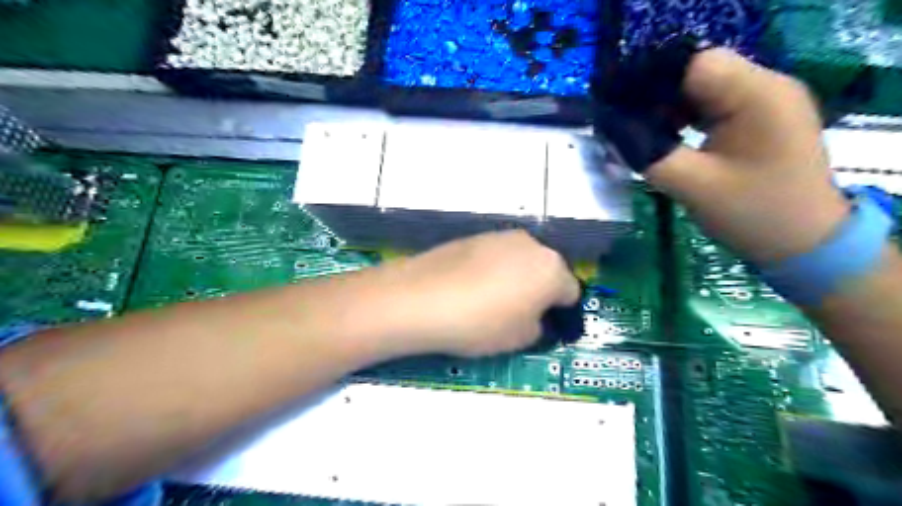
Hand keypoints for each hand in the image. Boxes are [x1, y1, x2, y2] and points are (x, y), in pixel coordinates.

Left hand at [371, 231, 577, 356]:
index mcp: (552, 268)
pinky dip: (493, 270)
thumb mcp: (520, 338)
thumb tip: (535, 318)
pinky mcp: (474, 236)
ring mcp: (500, 236)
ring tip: (492, 301)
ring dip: (516, 278)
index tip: (547, 328)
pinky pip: (495, 256)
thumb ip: (540, 327)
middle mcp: (531, 244)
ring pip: (520, 261)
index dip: (561, 313)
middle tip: (520, 315)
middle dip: (540, 292)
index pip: (571, 292)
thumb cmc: (481, 323)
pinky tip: (472, 288)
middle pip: (546, 271)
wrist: (421, 298)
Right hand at [645, 50, 849, 263]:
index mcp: (756, 95)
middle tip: (630, 127)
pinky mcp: (760, 117)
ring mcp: (765, 101)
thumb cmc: (752, 214)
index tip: (624, 111)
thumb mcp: (691, 185)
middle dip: (659, 97)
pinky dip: (687, 118)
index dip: (654, 83)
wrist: (805, 242)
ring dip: (671, 108)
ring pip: (703, 88)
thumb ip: (648, 152)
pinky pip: (714, 104)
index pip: (695, 64)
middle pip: (698, 72)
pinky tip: (671, 137)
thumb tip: (613, 128)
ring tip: (647, 134)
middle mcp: (766, 86)